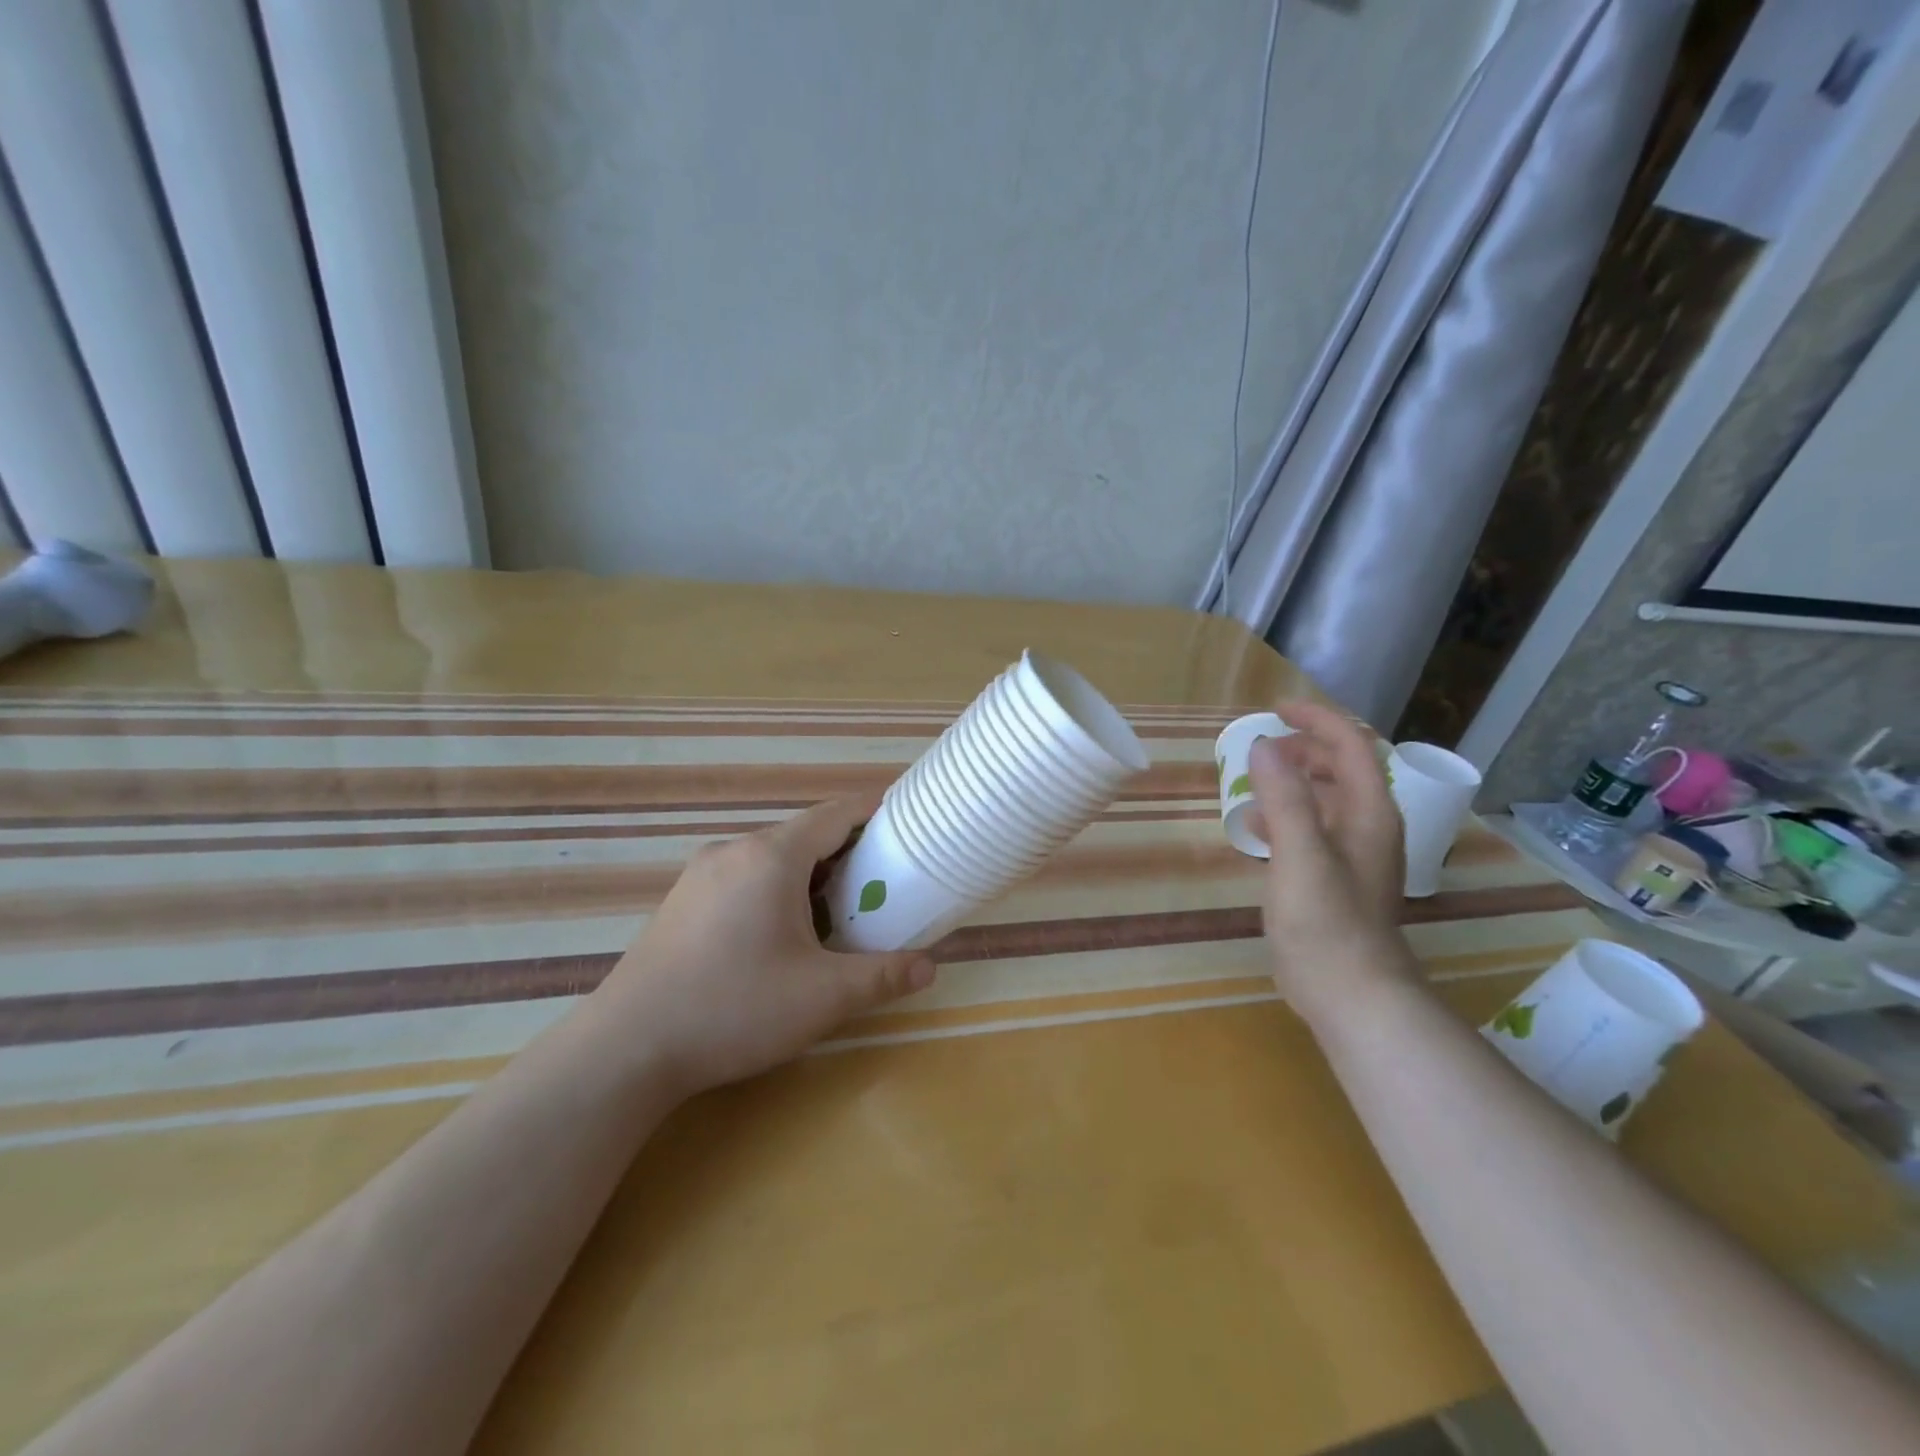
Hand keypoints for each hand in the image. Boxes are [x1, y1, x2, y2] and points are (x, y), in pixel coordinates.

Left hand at [598, 794, 936, 1095]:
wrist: (627, 1049)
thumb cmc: (735, 1008)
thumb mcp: (823, 997)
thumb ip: (883, 975)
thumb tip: (929, 968)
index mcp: (772, 856)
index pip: (836, 814)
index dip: (875, 812)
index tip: (906, 824)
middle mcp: (734, 850)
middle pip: (804, 835)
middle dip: (847, 852)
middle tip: (881, 883)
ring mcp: (701, 874)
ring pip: (771, 858)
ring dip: (810, 874)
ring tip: (838, 911)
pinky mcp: (681, 901)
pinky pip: (743, 877)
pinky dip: (776, 889)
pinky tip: (781, 934)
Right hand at [1249, 701, 1413, 1025]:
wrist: (1351, 994)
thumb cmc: (1327, 923)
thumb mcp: (1300, 854)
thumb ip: (1284, 797)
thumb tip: (1263, 745)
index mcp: (1369, 813)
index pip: (1352, 746)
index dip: (1316, 720)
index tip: (1275, 710)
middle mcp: (1369, 826)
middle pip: (1343, 768)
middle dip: (1304, 748)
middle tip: (1261, 746)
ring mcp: (1355, 855)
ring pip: (1327, 798)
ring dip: (1294, 780)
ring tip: (1254, 780)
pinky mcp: (1336, 879)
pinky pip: (1313, 828)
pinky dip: (1287, 815)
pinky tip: (1256, 828)